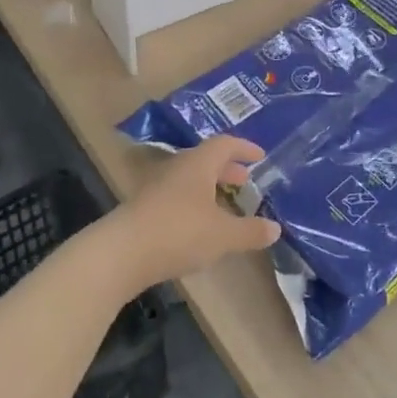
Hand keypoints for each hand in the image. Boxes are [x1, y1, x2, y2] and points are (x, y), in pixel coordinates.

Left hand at [101, 137, 280, 293]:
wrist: (121, 253)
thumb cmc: (179, 232)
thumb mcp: (223, 235)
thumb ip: (250, 231)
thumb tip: (275, 228)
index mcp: (198, 164)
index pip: (224, 144)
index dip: (243, 148)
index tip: (260, 156)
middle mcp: (177, 168)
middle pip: (206, 160)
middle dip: (227, 169)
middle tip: (245, 180)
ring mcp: (157, 188)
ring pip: (190, 179)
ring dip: (210, 187)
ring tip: (225, 205)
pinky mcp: (145, 209)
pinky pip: (177, 196)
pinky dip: (195, 204)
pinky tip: (200, 226)